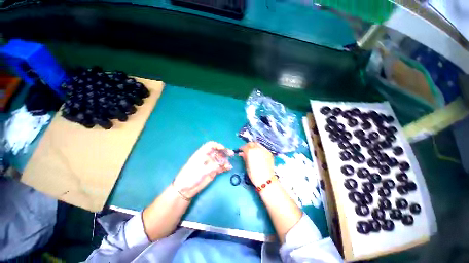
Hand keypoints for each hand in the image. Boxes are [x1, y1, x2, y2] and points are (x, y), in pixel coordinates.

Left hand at [173, 141, 232, 198]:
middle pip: (217, 152)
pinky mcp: (212, 171)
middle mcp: (207, 157)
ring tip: (229, 165)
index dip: (217, 145)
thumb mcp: (201, 170)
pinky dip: (224, 167)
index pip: (210, 145)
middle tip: (231, 154)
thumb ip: (213, 166)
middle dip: (224, 152)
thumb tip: (224, 163)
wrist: (185, 189)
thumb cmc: (190, 176)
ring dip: (225, 160)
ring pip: (220, 159)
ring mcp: (210, 164)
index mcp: (202, 154)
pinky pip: (220, 167)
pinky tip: (228, 168)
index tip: (223, 149)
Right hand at [240, 142, 274, 186]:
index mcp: (250, 151)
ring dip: (254, 147)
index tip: (241, 150)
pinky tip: (259, 154)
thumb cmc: (254, 174)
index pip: (245, 146)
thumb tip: (242, 153)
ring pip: (258, 144)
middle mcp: (257, 148)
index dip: (242, 148)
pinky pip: (263, 148)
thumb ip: (244, 157)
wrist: (266, 180)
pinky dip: (260, 149)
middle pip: (252, 143)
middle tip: (247, 150)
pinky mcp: (269, 153)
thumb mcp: (247, 165)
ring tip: (253, 152)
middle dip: (248, 146)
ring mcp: (264, 150)